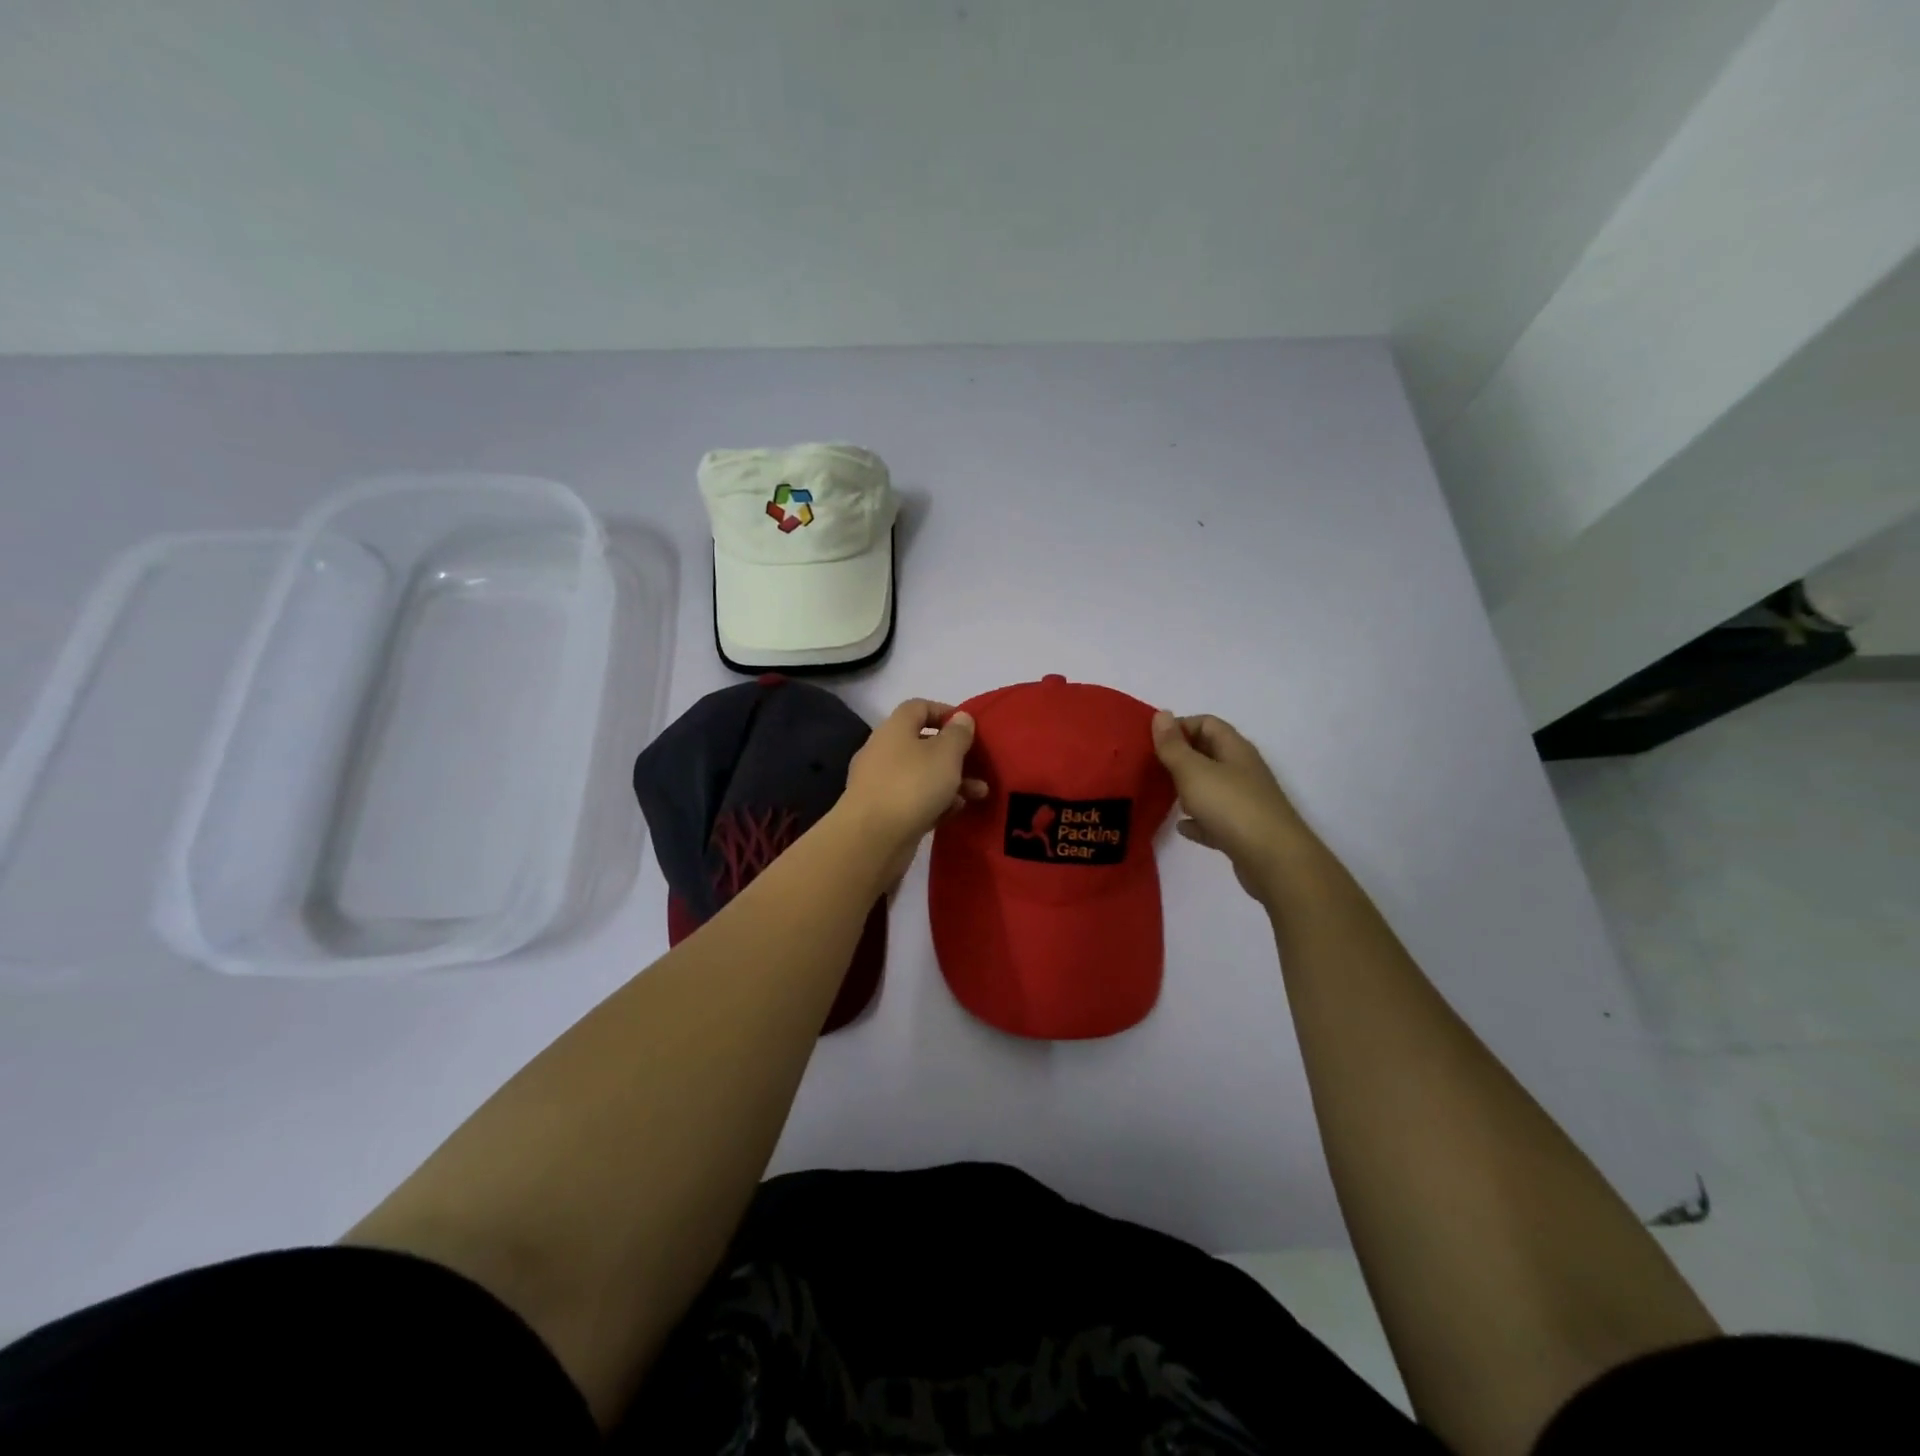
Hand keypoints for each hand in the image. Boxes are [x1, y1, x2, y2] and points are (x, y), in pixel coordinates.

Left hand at [839, 700, 986, 881]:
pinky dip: (936, 802)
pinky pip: (915, 800)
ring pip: (922, 775)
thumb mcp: (946, 754)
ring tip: (978, 794)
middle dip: (955, 755)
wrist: (872, 838)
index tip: (969, 727)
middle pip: (922, 744)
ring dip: (951, 781)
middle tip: (980, 767)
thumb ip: (958, 734)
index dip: (945, 712)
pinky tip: (955, 812)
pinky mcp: (883, 812)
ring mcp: (881, 783)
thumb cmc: (912, 785)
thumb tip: (961, 717)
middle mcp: (884, 751)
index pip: (919, 707)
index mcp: (895, 729)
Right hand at [1151, 710, 1316, 902]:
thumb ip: (1173, 745)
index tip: (1152, 742)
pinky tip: (1181, 827)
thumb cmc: (1231, 806)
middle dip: (1180, 757)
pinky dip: (1197, 820)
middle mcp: (1242, 770)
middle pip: (1209, 753)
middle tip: (1151, 767)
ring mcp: (1245, 801)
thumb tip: (1161, 714)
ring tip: (1161, 794)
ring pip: (1211, 786)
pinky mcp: (1243, 831)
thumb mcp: (1193, 771)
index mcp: (1234, 749)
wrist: (1273, 860)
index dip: (1179, 727)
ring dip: (1187, 788)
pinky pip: (1214, 819)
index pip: (1206, 723)